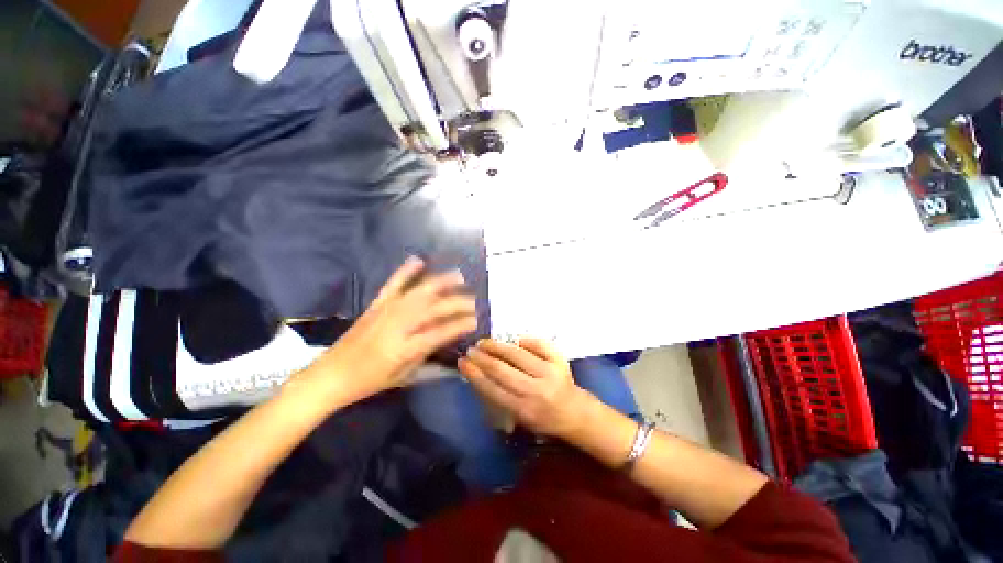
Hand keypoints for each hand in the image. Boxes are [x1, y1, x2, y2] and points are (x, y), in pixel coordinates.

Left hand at [305, 257, 477, 403]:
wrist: (330, 375)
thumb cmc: (368, 382)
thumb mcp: (403, 375)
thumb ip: (426, 355)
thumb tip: (445, 338)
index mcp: (404, 348)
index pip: (440, 332)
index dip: (460, 325)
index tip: (475, 320)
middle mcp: (397, 325)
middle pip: (433, 309)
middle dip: (457, 303)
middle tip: (473, 302)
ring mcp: (386, 311)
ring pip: (419, 292)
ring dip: (441, 282)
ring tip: (458, 276)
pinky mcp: (376, 305)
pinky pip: (394, 284)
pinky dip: (406, 271)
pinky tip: (418, 260)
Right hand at [459, 338, 594, 438]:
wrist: (576, 413)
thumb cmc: (544, 419)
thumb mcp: (520, 419)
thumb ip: (501, 399)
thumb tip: (480, 375)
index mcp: (523, 409)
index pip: (492, 389)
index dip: (474, 374)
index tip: (462, 362)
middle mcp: (535, 390)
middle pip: (501, 370)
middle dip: (482, 358)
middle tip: (471, 349)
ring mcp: (549, 373)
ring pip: (517, 354)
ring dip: (497, 346)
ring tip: (485, 342)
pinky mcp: (560, 361)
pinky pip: (538, 345)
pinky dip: (525, 340)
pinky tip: (515, 340)